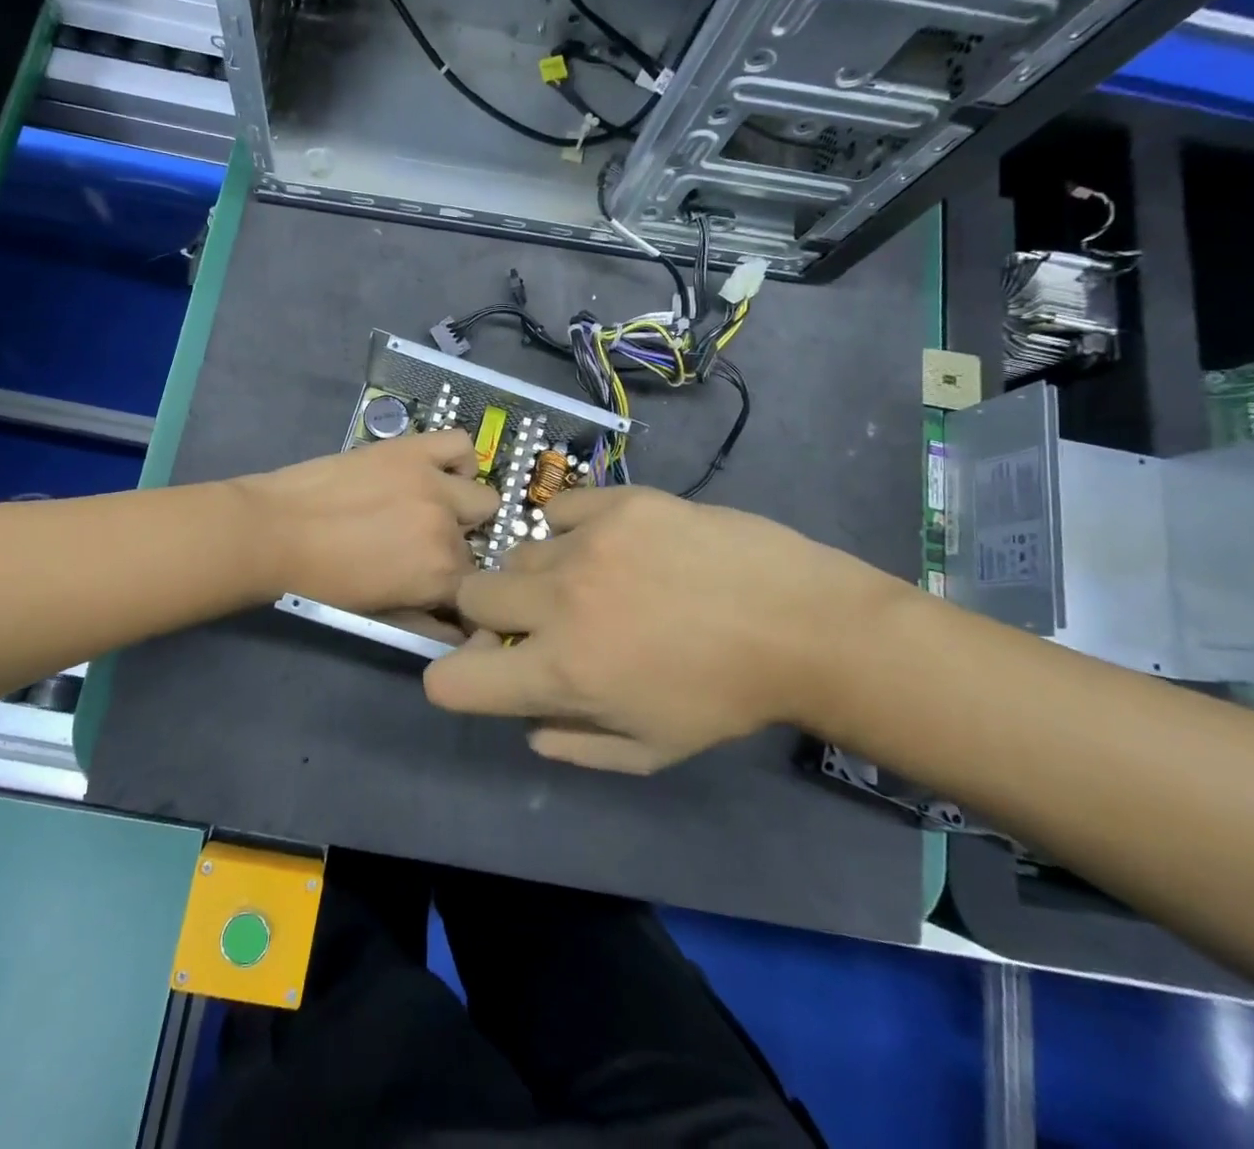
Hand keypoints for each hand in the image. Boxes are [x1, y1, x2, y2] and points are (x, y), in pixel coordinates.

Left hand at [235, 431, 497, 614]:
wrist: (273, 533)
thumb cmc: (320, 583)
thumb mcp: (379, 616)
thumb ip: (426, 624)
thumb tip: (458, 631)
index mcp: (441, 575)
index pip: (476, 583)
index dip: (455, 585)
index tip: (438, 582)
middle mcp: (447, 529)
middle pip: (474, 542)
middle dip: (454, 548)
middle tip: (419, 544)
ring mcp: (432, 484)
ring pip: (482, 496)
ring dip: (462, 507)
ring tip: (430, 506)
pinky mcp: (413, 450)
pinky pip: (460, 444)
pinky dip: (457, 458)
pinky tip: (435, 471)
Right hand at [424, 486, 913, 771]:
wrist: (801, 624)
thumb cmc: (724, 698)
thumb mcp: (650, 750)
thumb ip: (573, 745)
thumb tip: (526, 725)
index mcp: (562, 673)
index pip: (452, 680)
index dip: (454, 678)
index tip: (484, 668)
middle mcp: (559, 603)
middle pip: (468, 593)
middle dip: (488, 612)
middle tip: (536, 618)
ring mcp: (587, 544)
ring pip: (518, 551)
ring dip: (539, 573)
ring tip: (591, 578)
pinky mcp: (619, 503)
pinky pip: (560, 509)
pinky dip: (572, 529)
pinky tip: (610, 542)